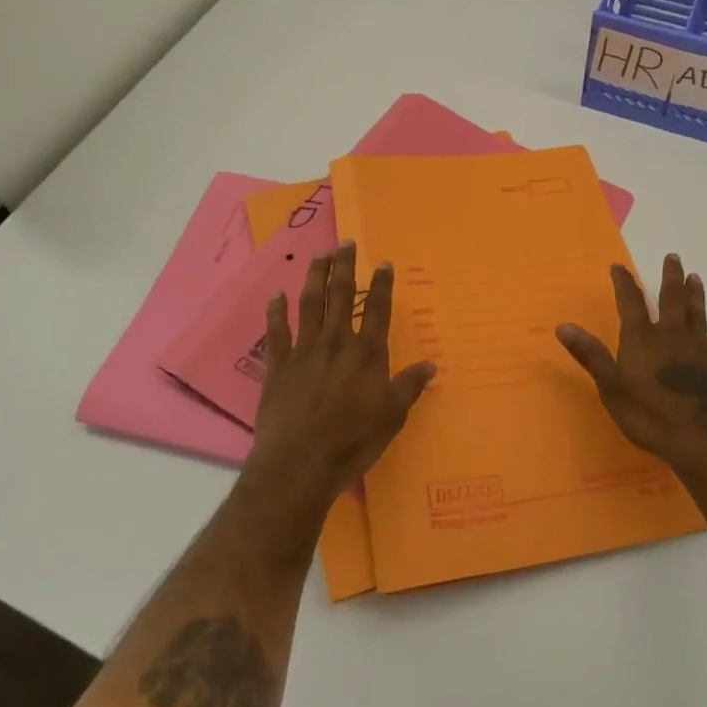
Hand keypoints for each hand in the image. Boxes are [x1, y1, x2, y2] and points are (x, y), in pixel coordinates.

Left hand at [242, 243, 436, 514]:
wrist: (299, 464)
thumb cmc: (352, 442)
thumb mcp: (392, 417)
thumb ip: (409, 386)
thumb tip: (431, 364)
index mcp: (367, 353)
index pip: (378, 309)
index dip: (382, 284)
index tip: (384, 262)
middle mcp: (336, 342)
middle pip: (342, 295)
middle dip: (345, 266)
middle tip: (346, 242)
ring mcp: (304, 351)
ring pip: (310, 303)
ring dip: (315, 276)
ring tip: (319, 255)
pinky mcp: (278, 366)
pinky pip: (276, 331)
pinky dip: (276, 311)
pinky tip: (276, 294)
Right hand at [555, 254, 706, 477]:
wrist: (706, 441)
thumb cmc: (651, 415)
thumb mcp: (611, 388)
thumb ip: (590, 355)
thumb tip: (562, 325)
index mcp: (642, 338)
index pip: (630, 301)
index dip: (624, 282)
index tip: (619, 265)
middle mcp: (671, 334)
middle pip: (671, 298)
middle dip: (670, 276)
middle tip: (673, 257)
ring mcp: (700, 348)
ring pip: (697, 313)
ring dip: (695, 294)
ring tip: (695, 278)